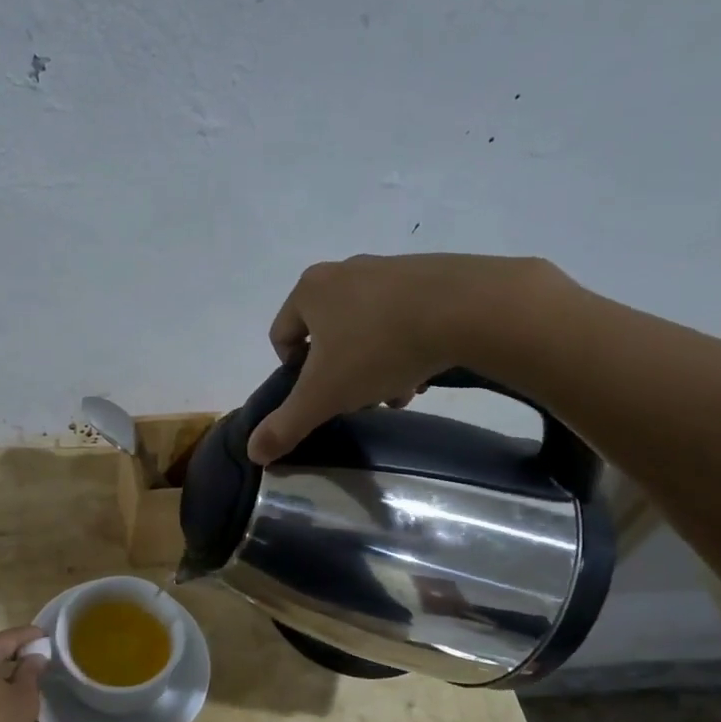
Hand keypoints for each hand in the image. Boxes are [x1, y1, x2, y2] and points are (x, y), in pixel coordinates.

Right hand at [246, 253, 572, 463]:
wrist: (467, 308)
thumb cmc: (378, 348)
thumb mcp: (324, 395)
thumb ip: (286, 425)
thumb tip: (253, 453)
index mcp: (310, 291)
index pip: (282, 335)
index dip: (294, 372)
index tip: (321, 394)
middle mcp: (344, 271)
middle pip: (327, 334)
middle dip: (341, 372)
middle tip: (361, 398)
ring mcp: (387, 268)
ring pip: (366, 328)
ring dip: (374, 364)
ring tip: (398, 391)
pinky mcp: (428, 273)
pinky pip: (402, 316)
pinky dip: (405, 344)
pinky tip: (423, 368)